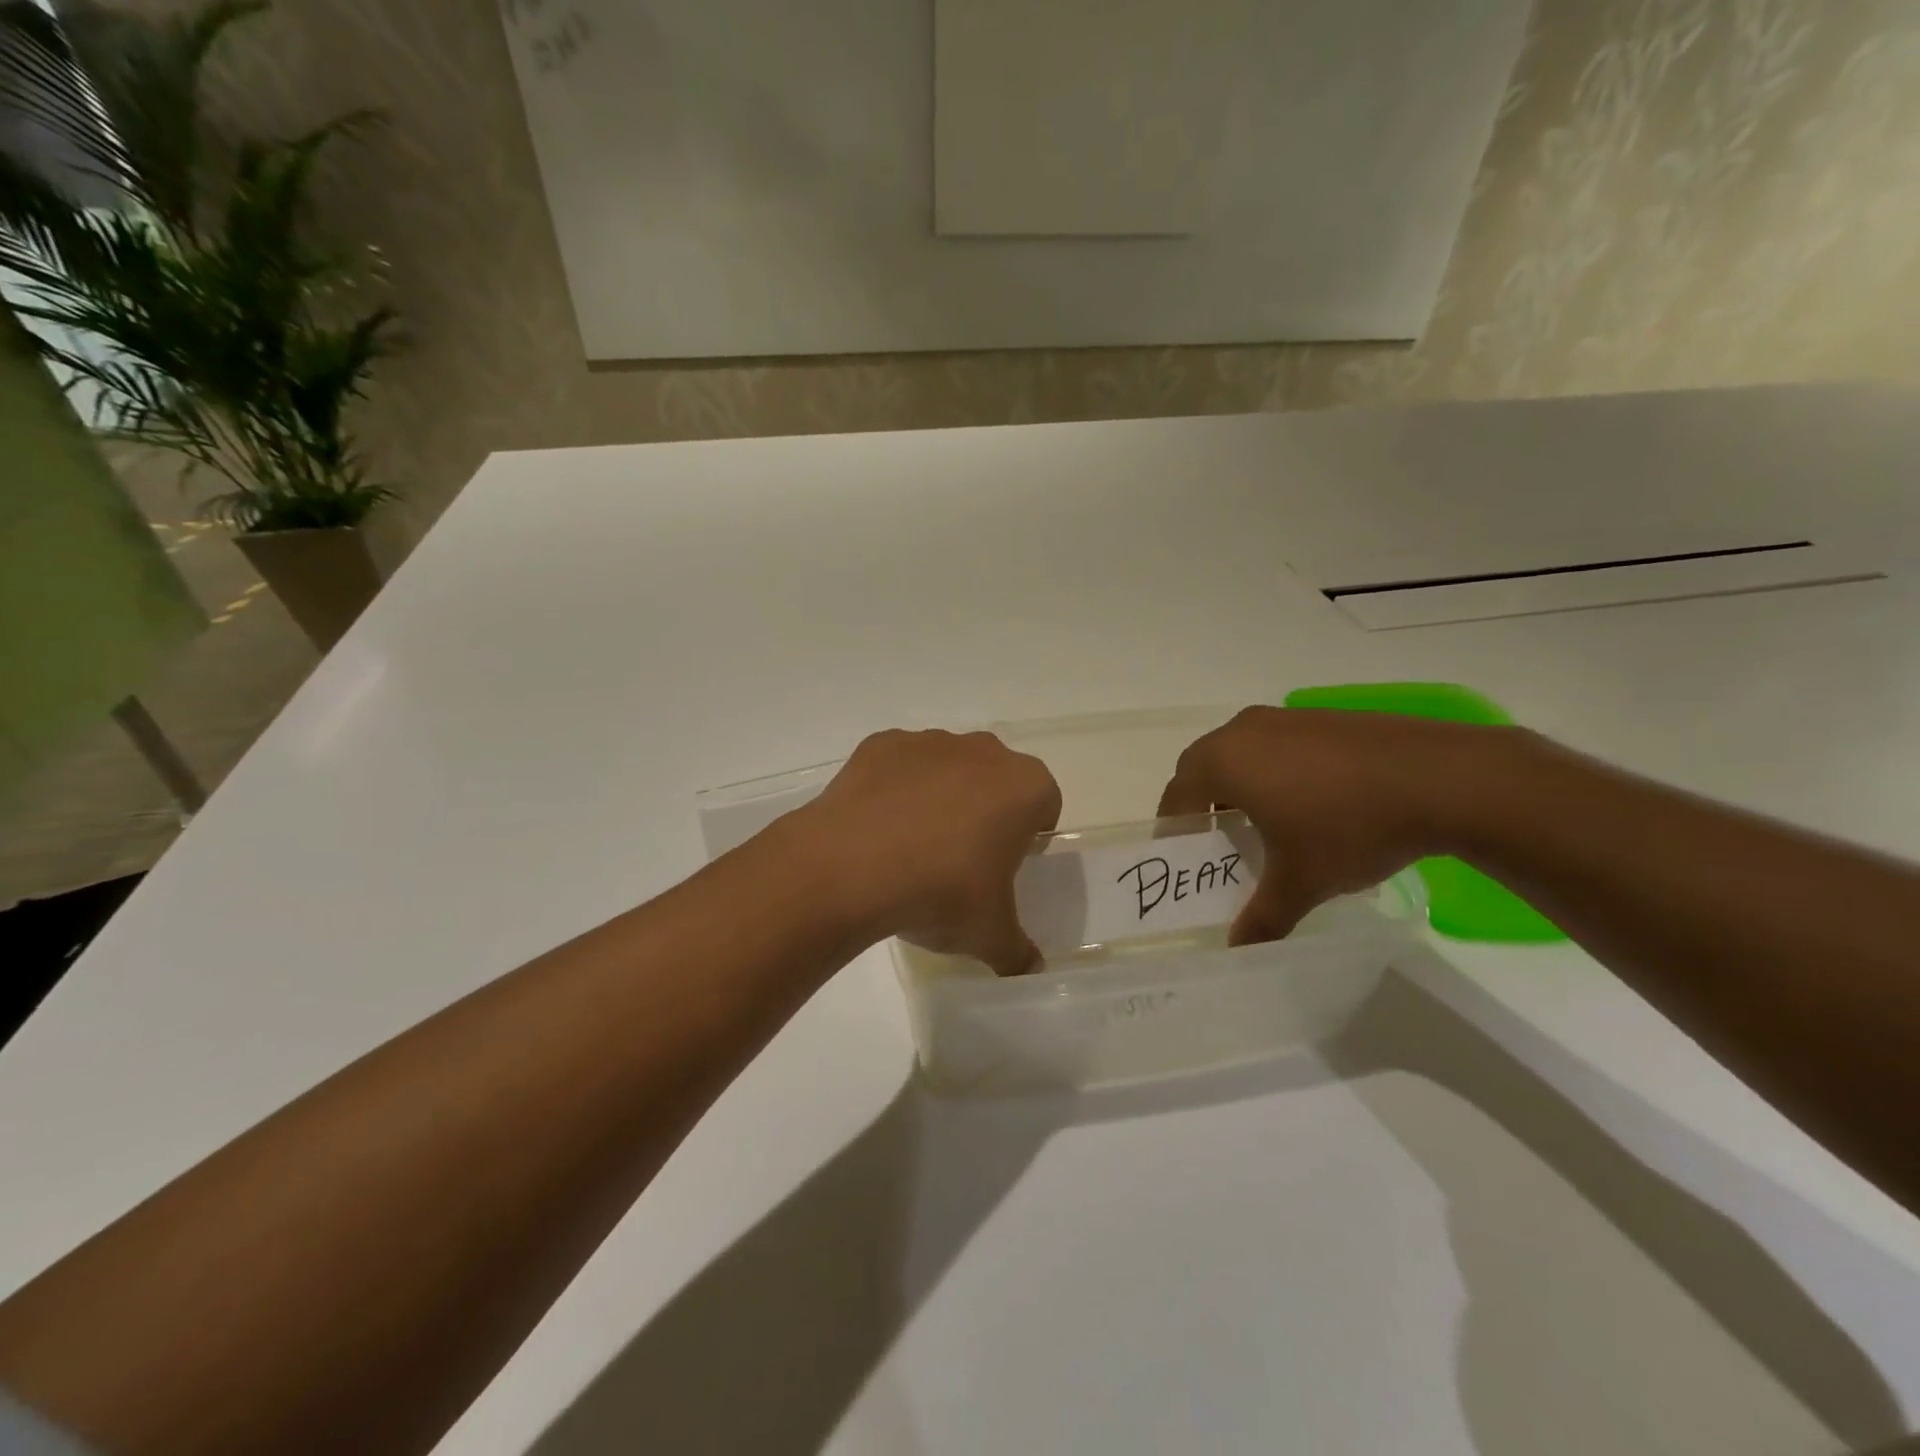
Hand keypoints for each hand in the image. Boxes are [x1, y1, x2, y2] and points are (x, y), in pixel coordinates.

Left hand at [798, 729, 1061, 975]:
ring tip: (912, 845)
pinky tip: (877, 828)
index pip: (1045, 803)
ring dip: (941, 795)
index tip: (1008, 863)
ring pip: (948, 766)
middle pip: (996, 778)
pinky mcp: (882, 744)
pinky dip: (895, 788)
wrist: (849, 866)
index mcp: (1023, 787)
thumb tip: (1031, 969)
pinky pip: (900, 766)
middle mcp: (982, 751)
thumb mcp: (989, 935)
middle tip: (963, 856)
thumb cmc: (940, 892)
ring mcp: (929, 742)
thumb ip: (1018, 951)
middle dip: (987, 809)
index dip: (1031, 833)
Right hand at [1157, 707, 1515, 942]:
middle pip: (1203, 767)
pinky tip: (1310, 800)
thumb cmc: (1349, 828)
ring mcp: (1286, 717)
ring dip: (1239, 783)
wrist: (1441, 779)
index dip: (1174, 827)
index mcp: (1223, 762)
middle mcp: (1244, 731)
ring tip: (1264, 822)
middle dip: (1202, 803)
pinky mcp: (1323, 716)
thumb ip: (1262, 917)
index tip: (1185, 855)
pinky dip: (1275, 770)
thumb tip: (1238, 949)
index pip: (1177, 795)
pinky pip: (1278, 744)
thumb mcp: (1301, 882)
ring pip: (1242, 752)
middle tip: (1218, 840)